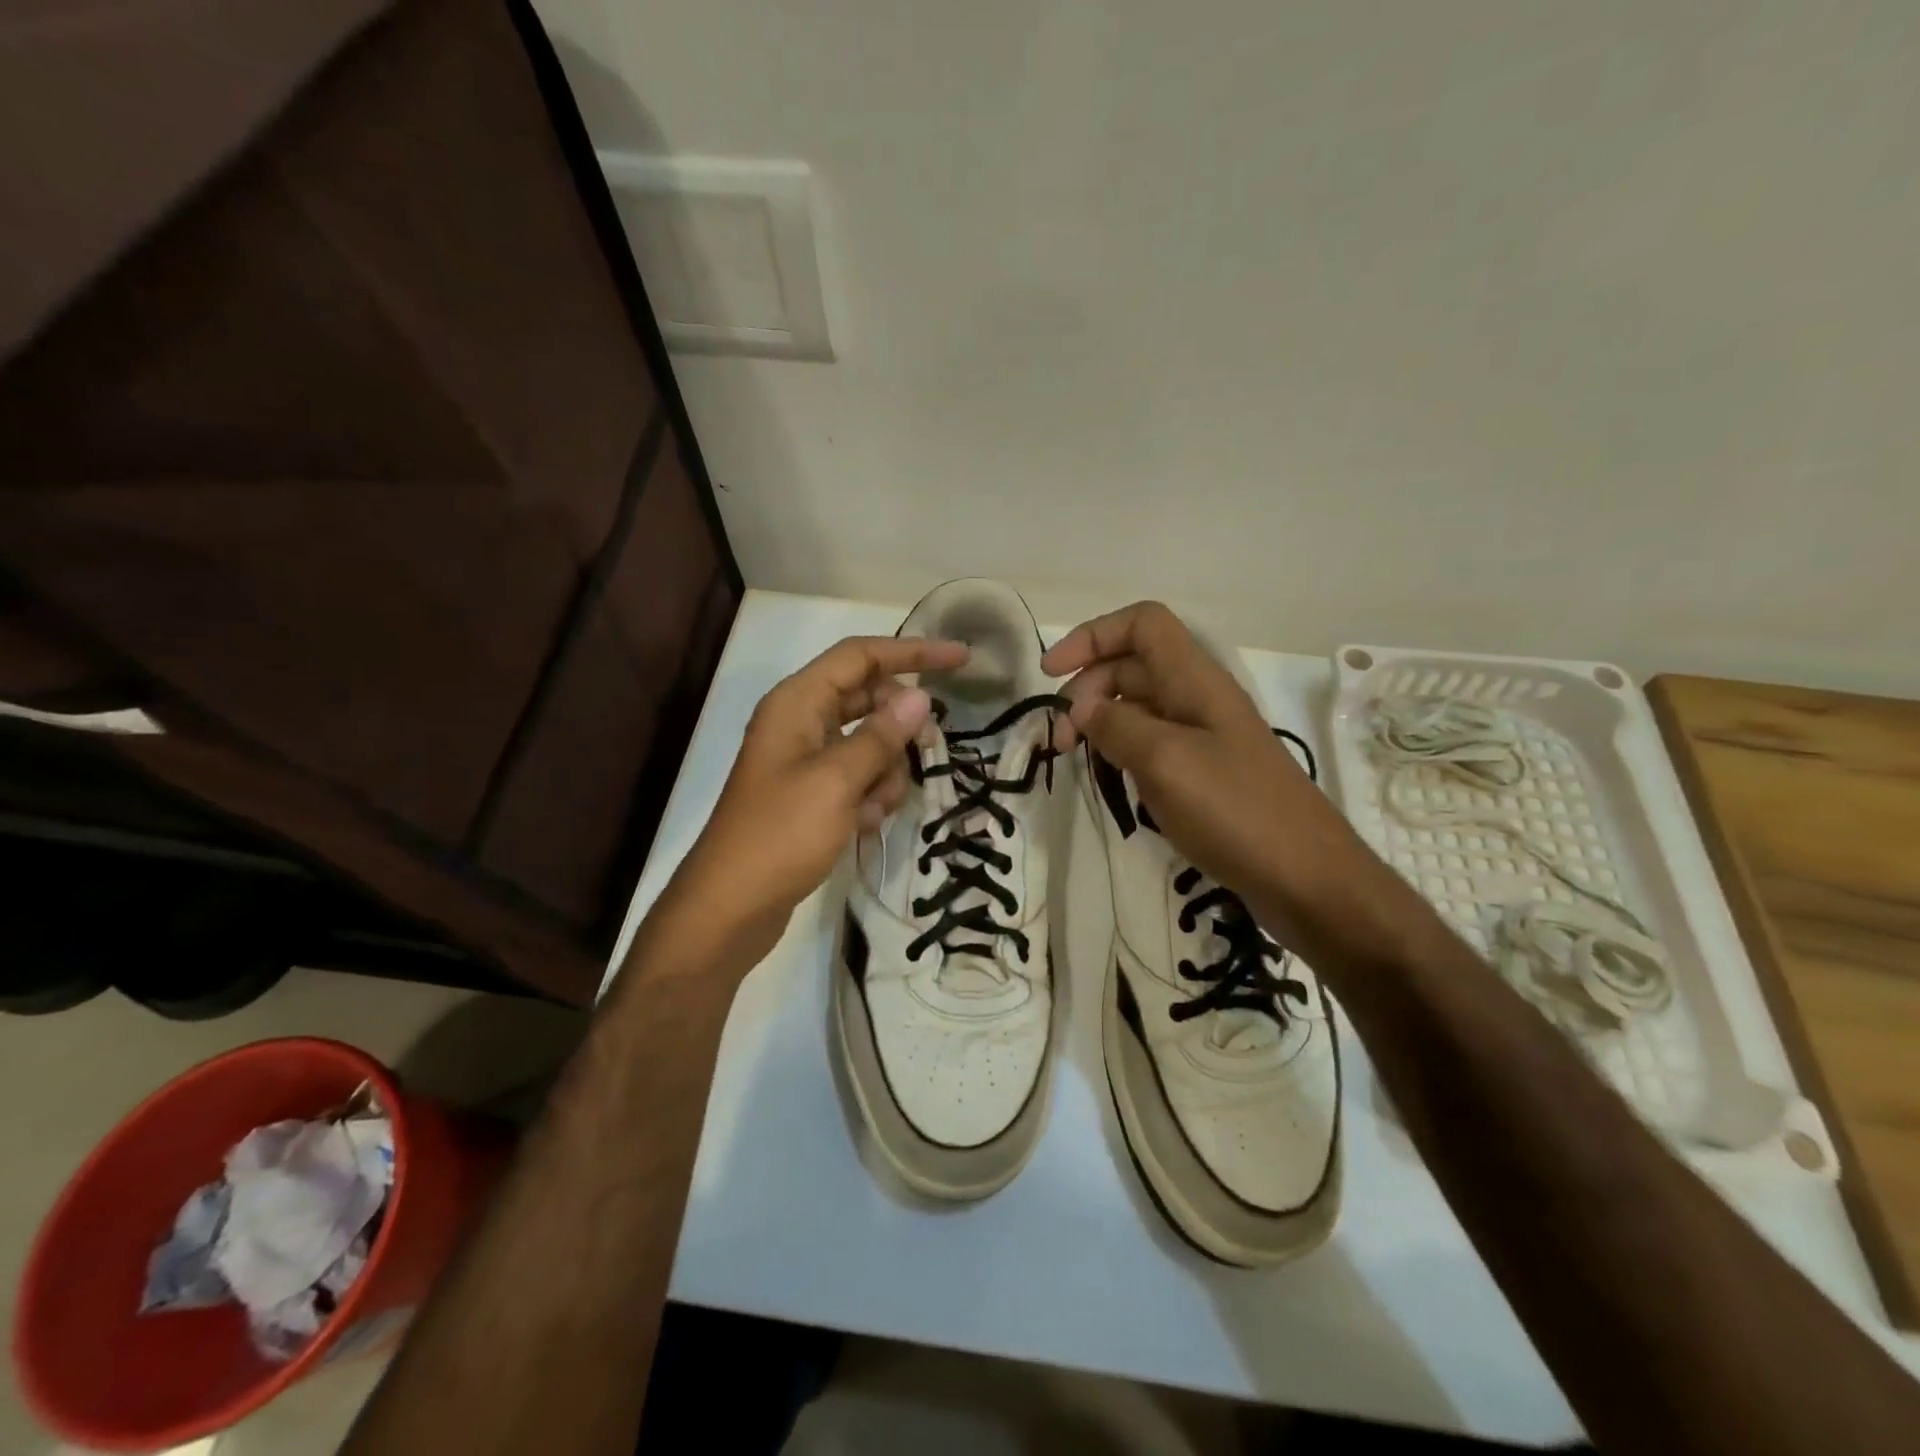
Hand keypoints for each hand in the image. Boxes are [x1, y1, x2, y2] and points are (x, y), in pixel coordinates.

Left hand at [654, 635, 967, 969]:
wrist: (731, 907)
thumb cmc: (780, 835)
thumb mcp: (837, 781)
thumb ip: (881, 736)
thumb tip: (921, 698)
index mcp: (797, 703)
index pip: (861, 656)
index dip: (913, 652)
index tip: (962, 659)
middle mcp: (800, 722)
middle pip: (868, 698)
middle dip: (900, 726)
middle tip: (930, 749)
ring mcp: (805, 759)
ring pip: (869, 742)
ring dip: (885, 771)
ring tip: (875, 808)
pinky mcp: (811, 794)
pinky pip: (857, 777)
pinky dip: (870, 795)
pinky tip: (864, 825)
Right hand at [1043, 602, 1338, 917]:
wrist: (1307, 879)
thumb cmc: (1236, 811)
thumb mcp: (1166, 762)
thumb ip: (1117, 726)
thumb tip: (1083, 707)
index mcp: (1195, 680)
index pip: (1142, 624)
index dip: (1093, 636)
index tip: (1052, 674)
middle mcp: (1198, 699)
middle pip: (1132, 666)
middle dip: (1087, 688)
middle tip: (1062, 737)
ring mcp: (1204, 738)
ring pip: (1139, 707)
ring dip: (1101, 721)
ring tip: (1077, 757)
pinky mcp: (1205, 774)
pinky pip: (1152, 745)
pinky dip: (1122, 751)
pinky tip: (1111, 779)